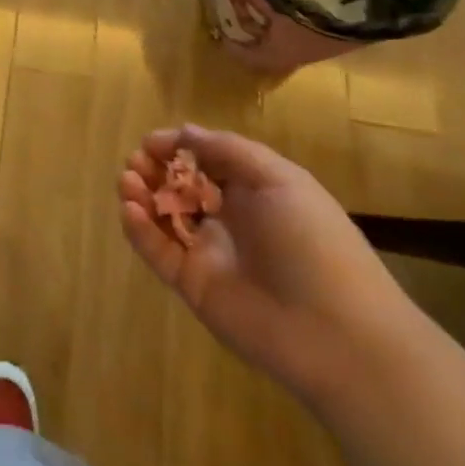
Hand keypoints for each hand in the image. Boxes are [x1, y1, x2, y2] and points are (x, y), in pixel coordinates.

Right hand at [118, 126, 419, 407]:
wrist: (337, 333)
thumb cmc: (314, 243)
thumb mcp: (281, 181)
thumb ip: (230, 151)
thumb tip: (185, 132)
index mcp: (253, 192)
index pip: (205, 162)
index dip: (177, 148)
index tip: (151, 142)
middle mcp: (228, 219)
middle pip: (179, 187)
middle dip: (153, 169)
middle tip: (136, 162)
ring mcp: (208, 253)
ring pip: (163, 217)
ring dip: (141, 195)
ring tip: (127, 181)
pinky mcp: (191, 284)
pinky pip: (158, 252)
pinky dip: (139, 230)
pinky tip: (130, 210)